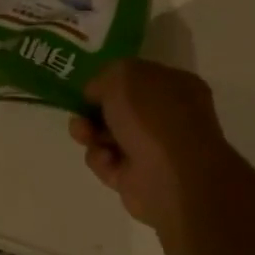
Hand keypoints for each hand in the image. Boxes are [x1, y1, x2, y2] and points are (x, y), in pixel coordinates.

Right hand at [70, 60, 247, 233]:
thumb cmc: (152, 116)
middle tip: (79, 113)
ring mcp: (154, 150)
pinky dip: (101, 160)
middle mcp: (168, 117)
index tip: (88, 87)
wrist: (171, 177)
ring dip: (90, 133)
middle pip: (120, 109)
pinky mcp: (138, 179)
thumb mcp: (122, 75)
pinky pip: (108, 163)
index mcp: (175, 86)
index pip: (138, 77)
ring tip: (83, 134)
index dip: (111, 80)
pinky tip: (107, 159)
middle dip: (93, 110)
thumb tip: (96, 94)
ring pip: (109, 136)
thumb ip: (104, 77)